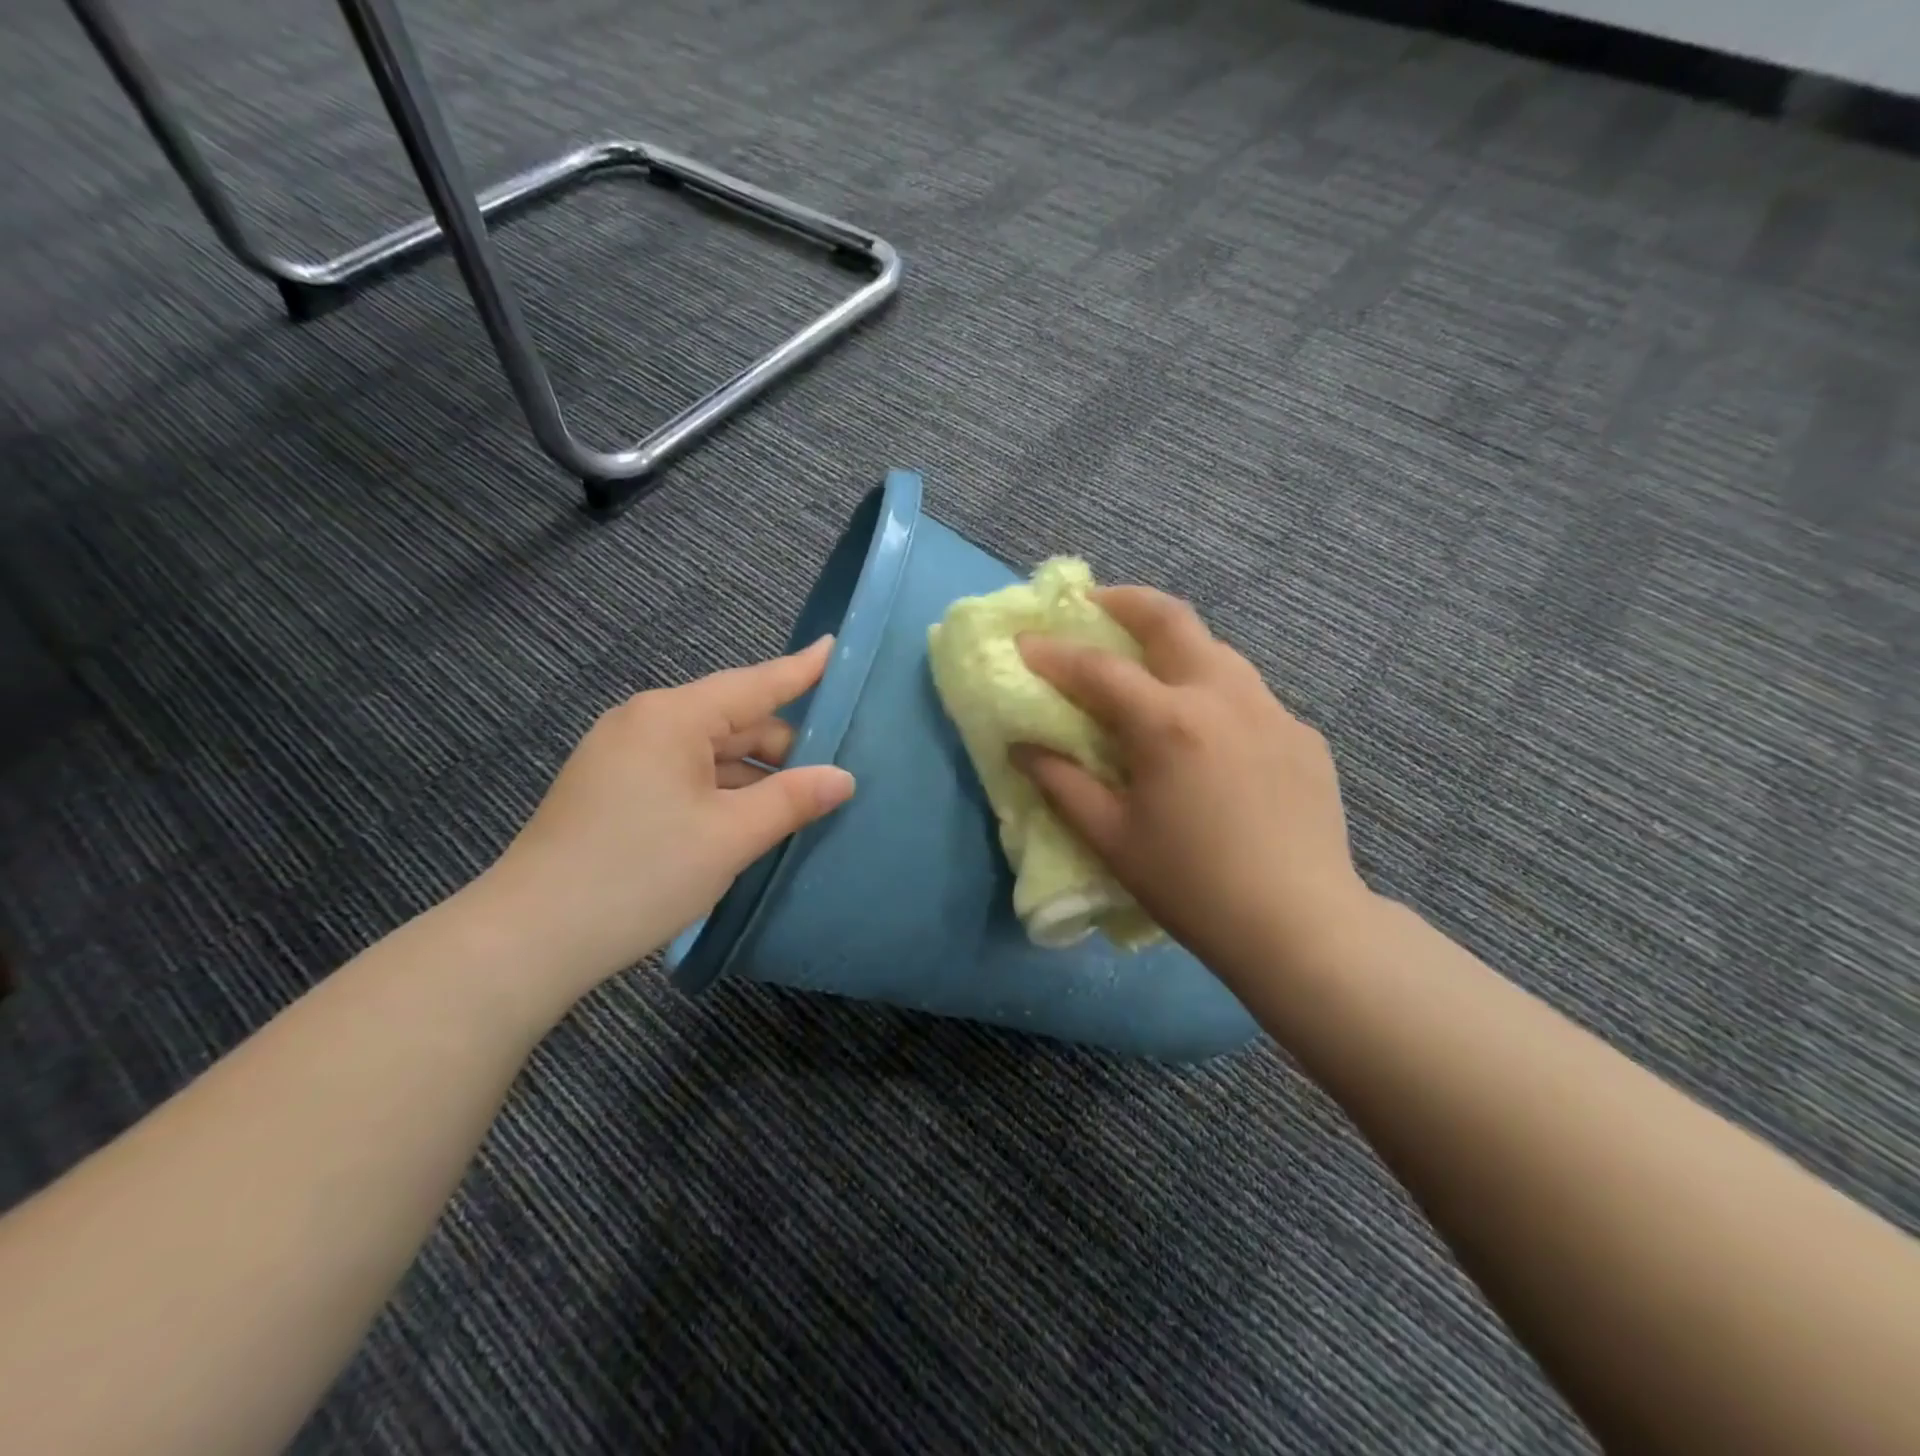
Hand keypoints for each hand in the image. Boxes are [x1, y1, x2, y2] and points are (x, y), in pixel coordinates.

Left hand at [473, 637, 854, 999]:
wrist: (529, 938)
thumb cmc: (640, 874)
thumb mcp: (730, 837)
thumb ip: (792, 800)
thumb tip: (843, 778)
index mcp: (672, 718)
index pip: (754, 684)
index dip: (801, 669)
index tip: (834, 646)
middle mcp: (645, 722)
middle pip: (732, 720)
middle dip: (782, 746)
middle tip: (833, 774)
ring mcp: (622, 755)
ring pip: (707, 752)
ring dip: (751, 775)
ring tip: (798, 805)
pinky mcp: (611, 788)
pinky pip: (683, 774)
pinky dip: (719, 790)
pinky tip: (745, 820)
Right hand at [1015, 588, 1369, 992]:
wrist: (1300, 926)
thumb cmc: (1191, 885)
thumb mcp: (1111, 838)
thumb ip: (1061, 782)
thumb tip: (1022, 745)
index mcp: (1169, 722)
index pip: (1097, 668)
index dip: (1053, 653)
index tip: (1024, 642)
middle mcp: (1223, 696)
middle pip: (1171, 619)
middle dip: (1124, 601)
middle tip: (1092, 604)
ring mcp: (1272, 710)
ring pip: (1216, 650)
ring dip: (1173, 643)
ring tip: (1147, 664)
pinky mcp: (1302, 735)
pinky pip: (1248, 694)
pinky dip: (1212, 691)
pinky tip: (1206, 731)